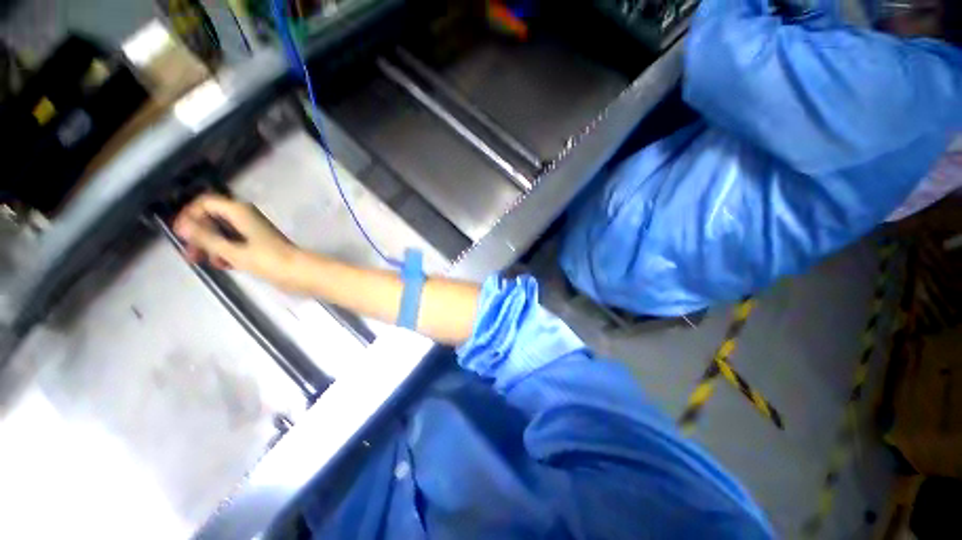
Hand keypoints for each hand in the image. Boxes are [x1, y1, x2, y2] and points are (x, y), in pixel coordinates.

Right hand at [174, 194, 300, 289]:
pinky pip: (235, 243)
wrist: (302, 272)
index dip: (189, 215)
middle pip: (213, 218)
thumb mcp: (233, 251)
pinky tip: (225, 265)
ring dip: (212, 246)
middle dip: (199, 234)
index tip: (181, 235)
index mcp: (240, 211)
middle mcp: (246, 217)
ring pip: (223, 232)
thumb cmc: (269, 261)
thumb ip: (207, 238)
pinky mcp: (259, 244)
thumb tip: (182, 224)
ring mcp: (253, 231)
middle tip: (191, 255)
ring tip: (209, 263)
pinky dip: (226, 252)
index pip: (206, 202)